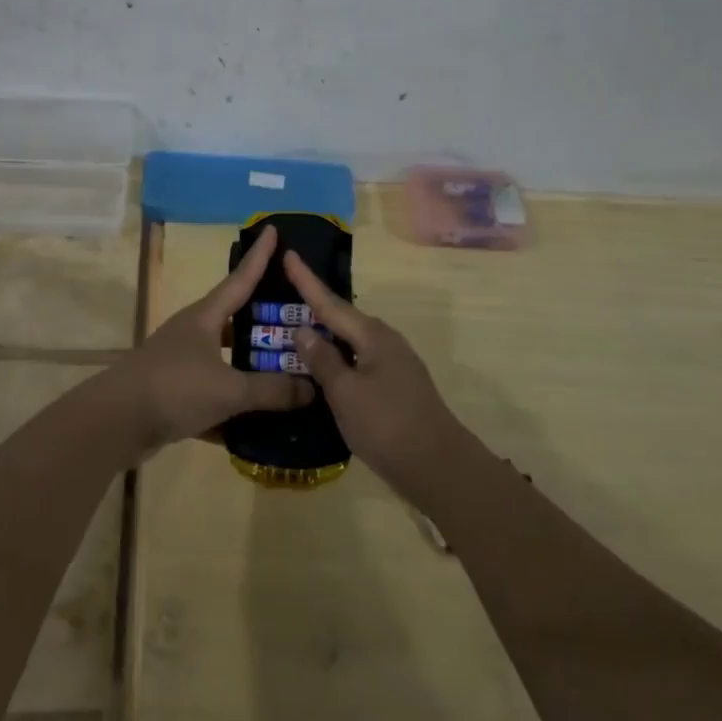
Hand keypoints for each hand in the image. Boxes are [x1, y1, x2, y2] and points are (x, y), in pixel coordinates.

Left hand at [112, 225, 314, 455]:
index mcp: (206, 317)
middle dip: (265, 317)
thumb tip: (311, 387)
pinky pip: (214, 389)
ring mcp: (182, 361)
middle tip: (299, 316)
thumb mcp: (228, 390)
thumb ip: (271, 390)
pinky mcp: (175, 390)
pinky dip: (235, 400)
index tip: (272, 229)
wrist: (115, 422)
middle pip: (236, 317)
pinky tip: (259, 418)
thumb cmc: (174, 388)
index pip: (241, 278)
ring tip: (287, 368)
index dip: (260, 256)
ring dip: (251, 362)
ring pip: (226, 355)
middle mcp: (194, 332)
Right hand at [284, 252, 463, 496]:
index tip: (288, 253)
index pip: (329, 302)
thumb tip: (303, 330)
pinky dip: (336, 355)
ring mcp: (392, 362)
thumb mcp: (345, 393)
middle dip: (313, 305)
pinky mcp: (394, 383)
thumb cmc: (387, 425)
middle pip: (341, 317)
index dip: (305, 281)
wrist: (438, 466)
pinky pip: (357, 358)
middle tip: (283, 290)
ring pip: (349, 339)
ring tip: (295, 326)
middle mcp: (384, 340)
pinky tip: (322, 364)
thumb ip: (323, 360)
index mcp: (372, 335)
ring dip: (324, 332)